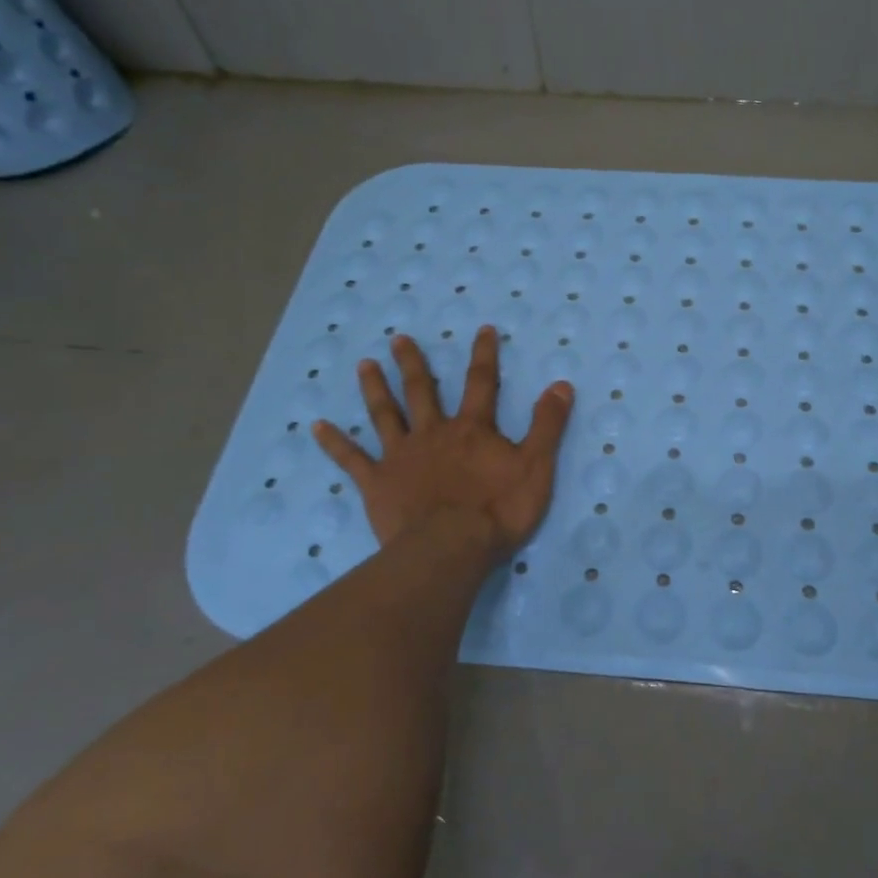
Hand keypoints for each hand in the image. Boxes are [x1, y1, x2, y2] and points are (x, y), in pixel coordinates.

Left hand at [312, 327, 574, 558]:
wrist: (450, 548)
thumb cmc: (497, 510)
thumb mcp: (536, 466)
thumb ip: (547, 424)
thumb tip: (561, 384)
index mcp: (472, 429)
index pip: (482, 383)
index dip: (484, 355)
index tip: (482, 329)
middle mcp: (433, 433)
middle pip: (421, 391)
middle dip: (413, 363)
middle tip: (398, 339)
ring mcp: (401, 457)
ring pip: (385, 415)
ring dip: (375, 388)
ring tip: (364, 365)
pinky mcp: (377, 483)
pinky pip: (351, 459)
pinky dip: (334, 442)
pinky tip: (316, 426)